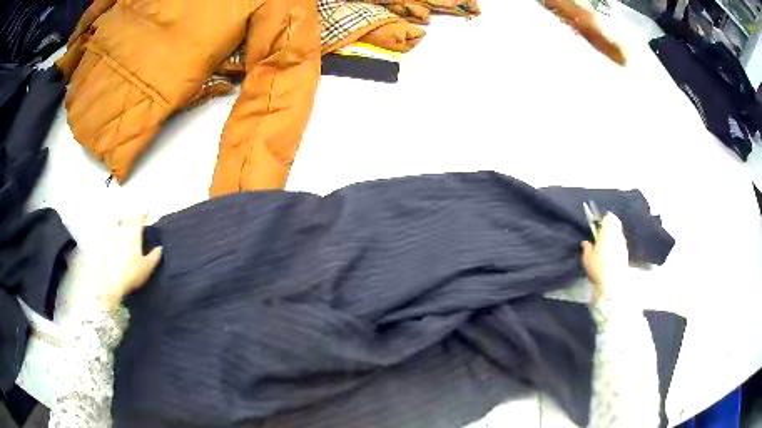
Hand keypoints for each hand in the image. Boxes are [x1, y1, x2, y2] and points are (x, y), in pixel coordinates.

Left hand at [97, 214, 161, 307]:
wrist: (111, 283)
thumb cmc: (131, 274)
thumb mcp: (147, 267)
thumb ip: (154, 256)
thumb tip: (159, 248)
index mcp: (134, 233)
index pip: (139, 216)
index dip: (143, 215)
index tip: (146, 216)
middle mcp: (122, 230)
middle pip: (126, 216)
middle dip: (131, 215)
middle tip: (134, 220)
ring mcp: (110, 235)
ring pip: (115, 221)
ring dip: (119, 220)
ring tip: (121, 226)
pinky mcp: (102, 242)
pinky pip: (104, 231)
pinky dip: (107, 230)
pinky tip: (107, 235)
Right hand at [581, 213, 628, 302]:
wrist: (612, 283)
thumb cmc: (598, 268)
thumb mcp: (587, 258)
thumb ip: (587, 248)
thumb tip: (586, 243)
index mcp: (607, 233)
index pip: (608, 218)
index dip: (604, 218)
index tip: (600, 221)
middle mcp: (617, 235)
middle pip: (616, 223)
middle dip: (611, 223)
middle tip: (604, 228)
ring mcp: (623, 244)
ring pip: (619, 233)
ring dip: (615, 233)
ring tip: (608, 240)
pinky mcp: (626, 253)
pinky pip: (621, 242)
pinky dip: (617, 242)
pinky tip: (612, 250)